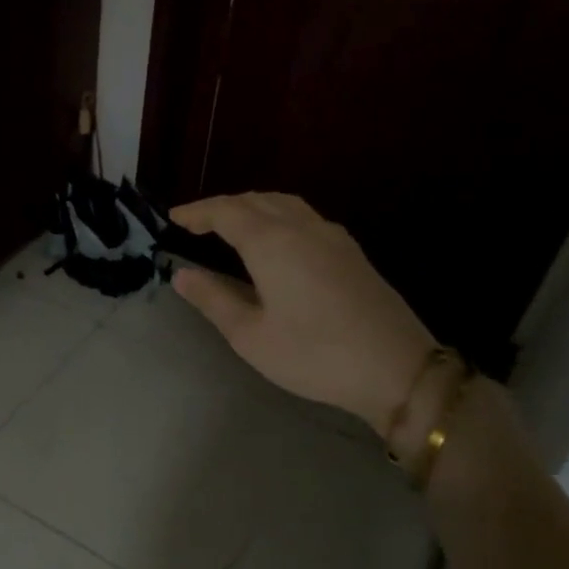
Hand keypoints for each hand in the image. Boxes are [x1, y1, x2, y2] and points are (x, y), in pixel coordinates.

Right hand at [170, 192, 435, 425]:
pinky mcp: (351, 252)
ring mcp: (332, 237)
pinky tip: (275, 240)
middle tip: (195, 223)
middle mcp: (302, 228)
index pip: (226, 212)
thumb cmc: (313, 355)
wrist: (396, 368)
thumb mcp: (250, 335)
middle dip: (222, 206)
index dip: (197, 212)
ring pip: (284, 204)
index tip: (173, 217)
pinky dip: (277, 215)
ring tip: (230, 225)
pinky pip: (304, 216)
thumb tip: (182, 275)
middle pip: (255, 201)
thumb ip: (213, 299)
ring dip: (251, 206)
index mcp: (272, 244)